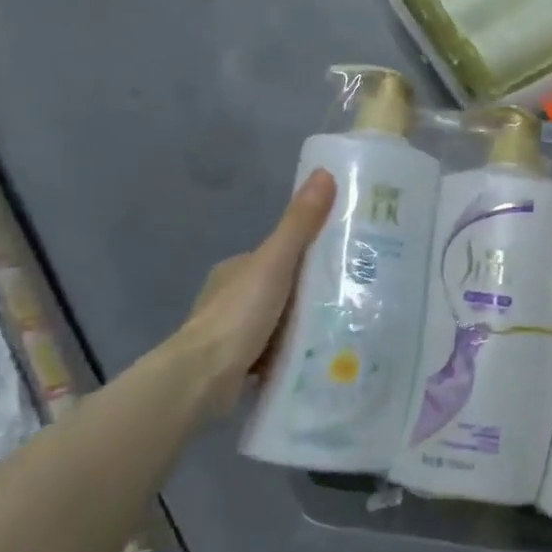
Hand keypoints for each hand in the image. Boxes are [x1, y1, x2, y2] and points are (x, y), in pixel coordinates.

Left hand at [172, 169, 336, 408]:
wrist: (202, 378)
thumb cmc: (239, 314)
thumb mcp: (275, 262)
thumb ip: (299, 224)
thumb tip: (324, 173)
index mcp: (235, 268)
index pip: (280, 254)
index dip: (308, 257)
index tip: (342, 263)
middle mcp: (231, 297)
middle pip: (281, 288)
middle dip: (309, 294)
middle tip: (349, 299)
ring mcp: (231, 332)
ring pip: (278, 321)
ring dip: (302, 326)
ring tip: (341, 329)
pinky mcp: (236, 364)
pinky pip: (273, 351)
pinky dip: (291, 353)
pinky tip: (316, 358)